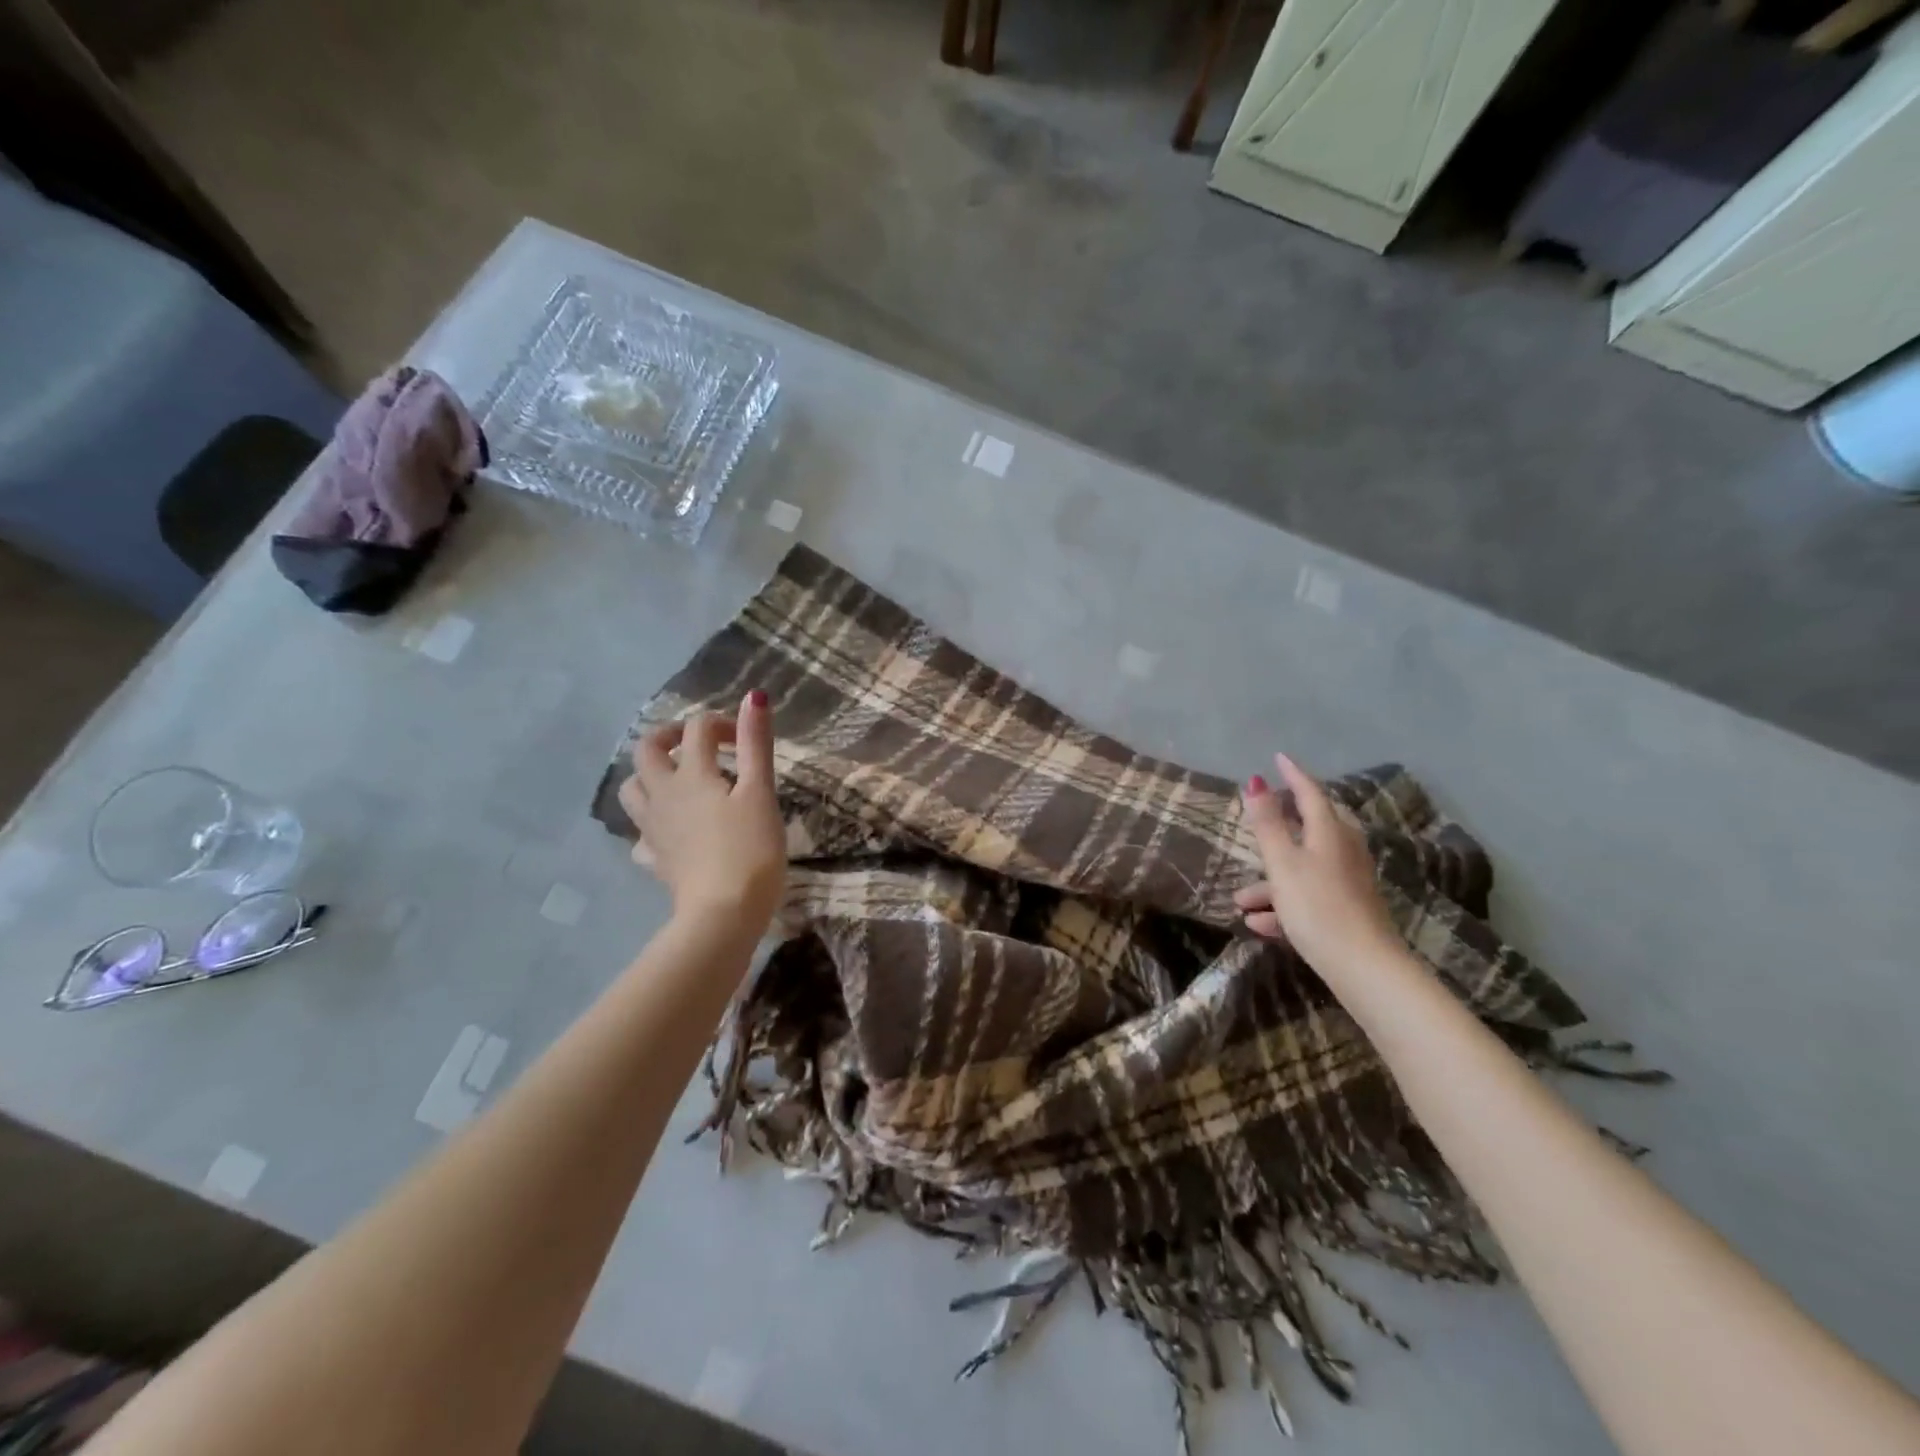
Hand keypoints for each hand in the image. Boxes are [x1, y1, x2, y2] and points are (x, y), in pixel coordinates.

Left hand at [617, 690, 786, 931]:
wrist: (723, 912)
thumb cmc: (750, 849)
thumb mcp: (760, 792)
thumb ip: (756, 744)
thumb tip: (755, 696)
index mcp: (691, 775)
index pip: (697, 729)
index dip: (722, 723)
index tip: (746, 738)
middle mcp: (663, 795)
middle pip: (646, 751)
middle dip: (670, 737)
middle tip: (700, 746)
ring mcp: (653, 828)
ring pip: (633, 789)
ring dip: (651, 776)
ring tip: (680, 782)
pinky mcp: (655, 858)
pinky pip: (642, 832)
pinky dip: (654, 823)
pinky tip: (674, 831)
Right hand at [1235, 753, 1399, 977]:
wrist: (1363, 967)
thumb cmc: (1317, 906)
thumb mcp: (1283, 863)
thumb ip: (1268, 824)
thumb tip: (1256, 781)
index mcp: (1330, 833)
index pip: (1310, 793)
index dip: (1293, 775)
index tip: (1279, 759)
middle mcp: (1343, 851)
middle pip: (1309, 830)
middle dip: (1277, 830)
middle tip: (1257, 820)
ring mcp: (1348, 881)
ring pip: (1303, 869)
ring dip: (1270, 882)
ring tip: (1240, 901)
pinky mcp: (1348, 910)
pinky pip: (1309, 896)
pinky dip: (1284, 904)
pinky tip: (1260, 924)